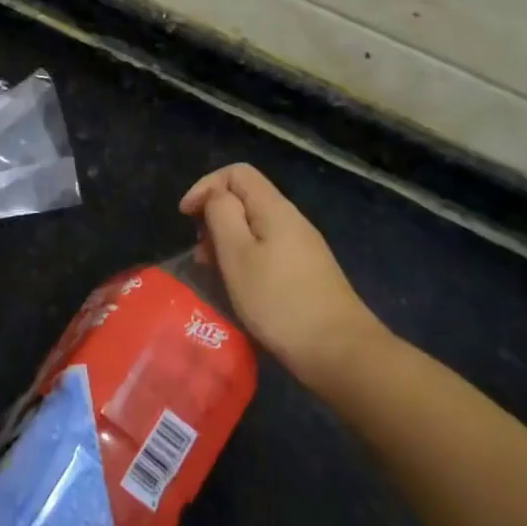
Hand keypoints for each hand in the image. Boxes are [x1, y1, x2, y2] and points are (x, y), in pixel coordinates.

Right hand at [179, 163, 378, 390]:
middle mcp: (291, 220)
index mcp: (274, 208)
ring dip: (227, 241)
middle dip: (215, 216)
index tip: (186, 217)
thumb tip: (216, 197)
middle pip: (246, 198)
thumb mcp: (237, 254)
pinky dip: (245, 259)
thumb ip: (221, 215)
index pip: (237, 173)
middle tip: (200, 252)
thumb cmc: (279, 301)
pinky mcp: (306, 272)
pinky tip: (239, 287)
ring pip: (255, 227)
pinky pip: (267, 250)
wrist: (340, 352)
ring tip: (213, 272)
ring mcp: (302, 247)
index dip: (206, 186)